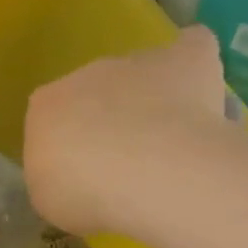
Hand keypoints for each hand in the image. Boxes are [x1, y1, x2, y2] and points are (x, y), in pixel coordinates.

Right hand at [23, 25, 230, 235]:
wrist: (148, 174)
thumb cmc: (85, 193)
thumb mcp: (50, 199)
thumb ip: (56, 178)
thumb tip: (74, 176)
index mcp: (45, 107)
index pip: (49, 118)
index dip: (66, 146)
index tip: (81, 174)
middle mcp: (85, 75)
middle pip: (94, 94)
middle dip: (108, 121)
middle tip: (126, 162)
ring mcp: (136, 61)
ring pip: (139, 74)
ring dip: (149, 100)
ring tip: (169, 141)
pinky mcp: (186, 57)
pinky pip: (190, 48)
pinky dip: (193, 66)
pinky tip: (202, 92)